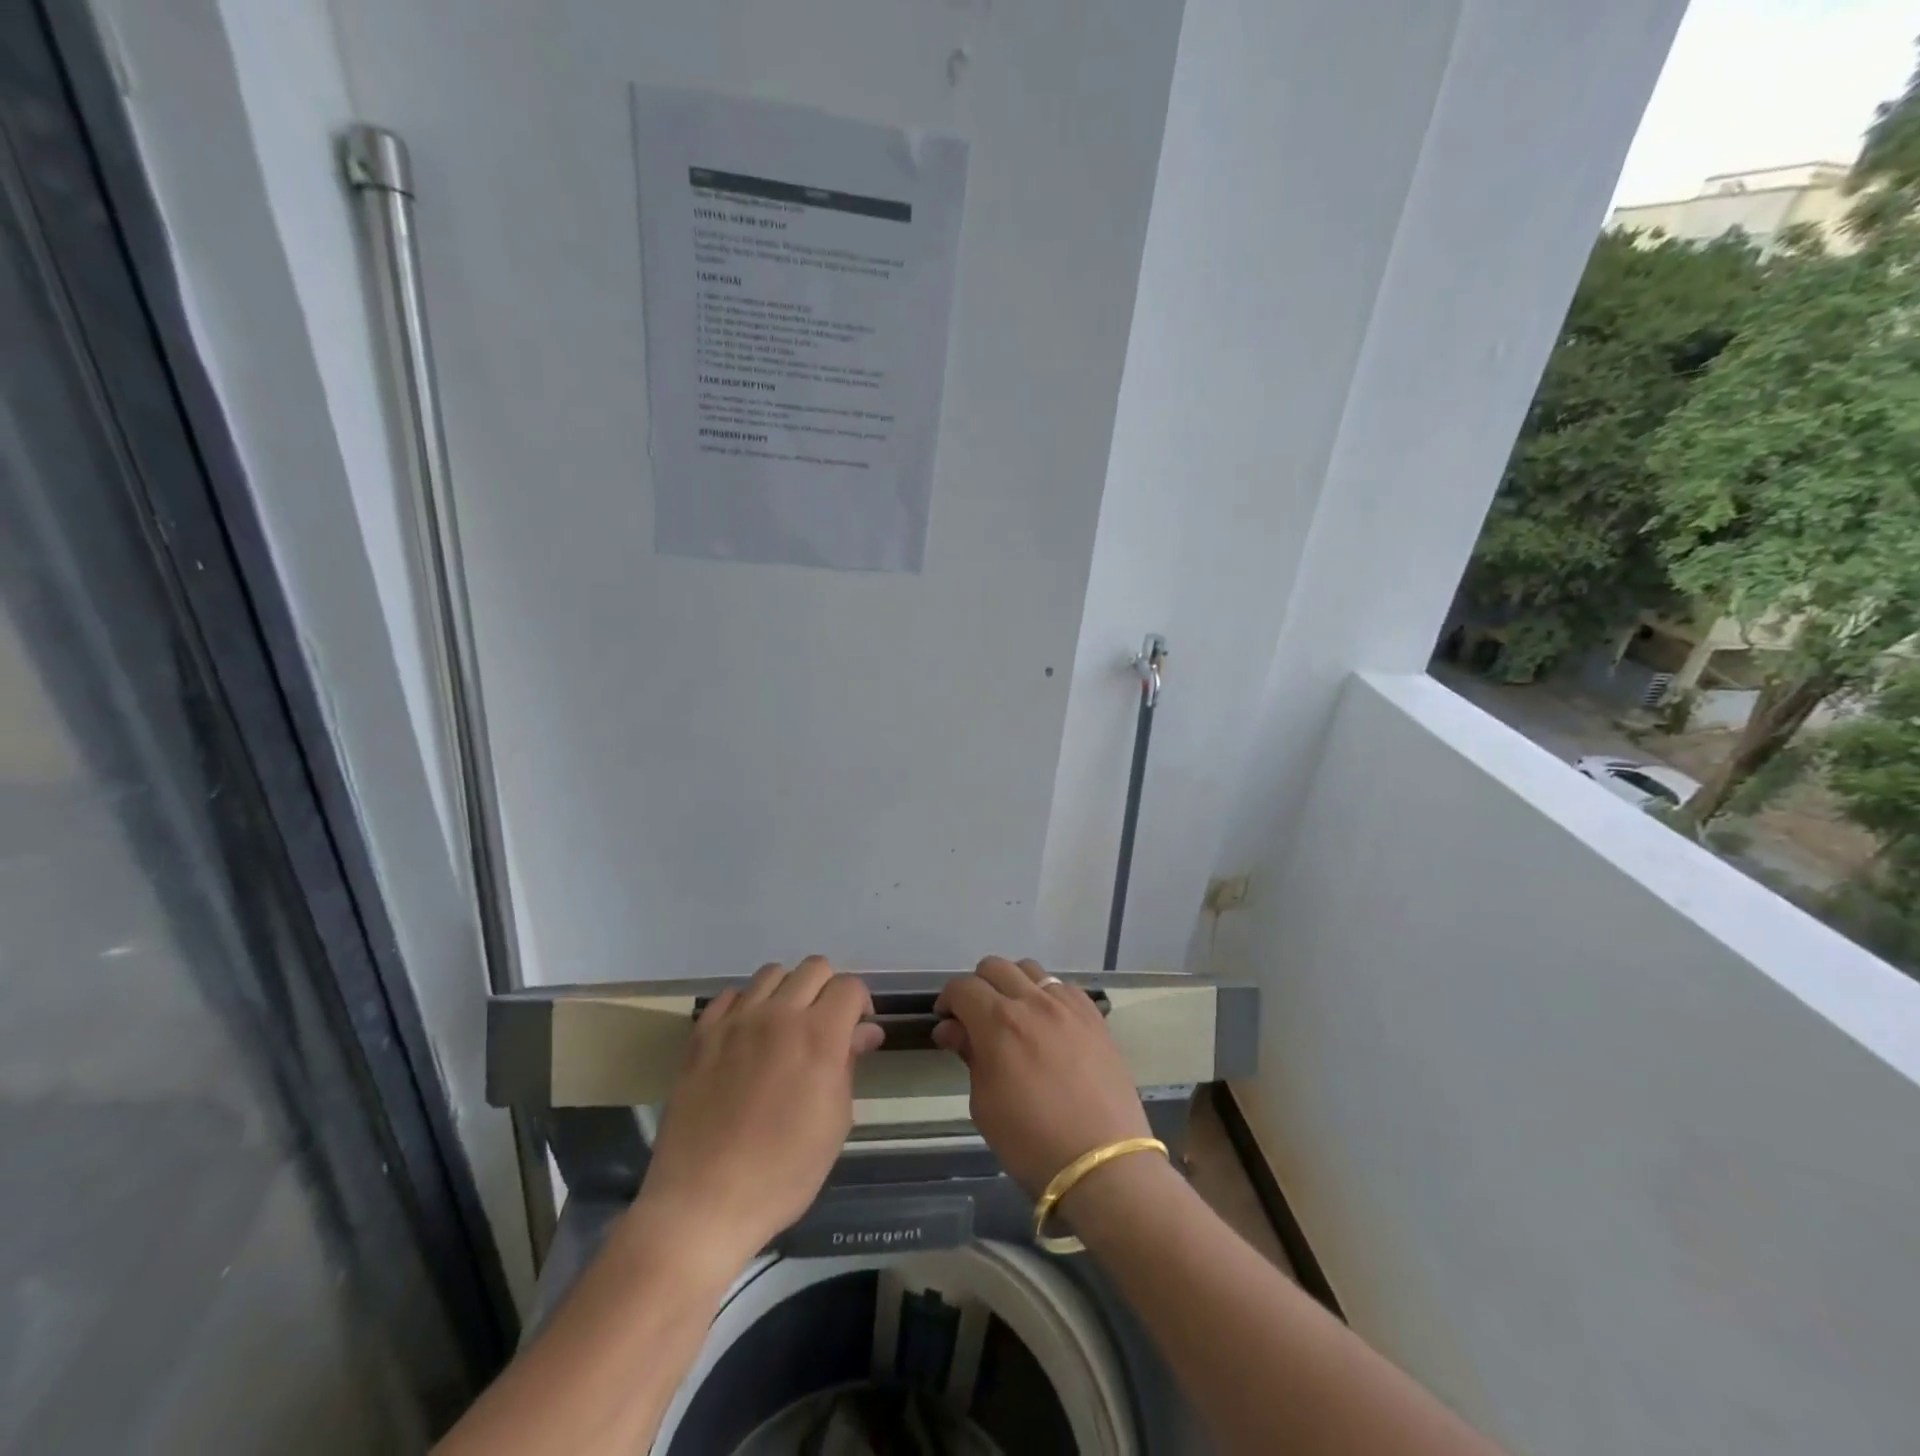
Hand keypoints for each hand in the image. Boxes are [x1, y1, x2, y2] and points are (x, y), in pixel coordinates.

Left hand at [633, 958, 884, 1270]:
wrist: (703, 1202)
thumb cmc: (782, 1172)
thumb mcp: (834, 1123)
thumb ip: (849, 1065)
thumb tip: (865, 1032)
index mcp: (819, 1036)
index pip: (850, 986)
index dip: (860, 1003)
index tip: (857, 1028)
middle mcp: (779, 1015)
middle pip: (814, 967)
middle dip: (828, 989)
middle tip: (824, 1026)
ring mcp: (736, 1021)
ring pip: (771, 973)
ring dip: (787, 992)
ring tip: (784, 1027)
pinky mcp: (702, 1035)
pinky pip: (731, 996)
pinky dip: (746, 1005)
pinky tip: (747, 1036)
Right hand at [933, 957, 1149, 1198]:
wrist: (1102, 1163)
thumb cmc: (1032, 1142)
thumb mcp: (984, 1105)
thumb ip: (969, 1056)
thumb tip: (952, 1029)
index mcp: (998, 1022)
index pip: (963, 987)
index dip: (948, 1000)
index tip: (946, 1022)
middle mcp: (1032, 1001)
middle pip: (995, 967)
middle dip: (977, 986)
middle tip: (976, 1018)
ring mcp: (1067, 1005)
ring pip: (1030, 969)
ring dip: (1012, 984)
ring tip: (1013, 1016)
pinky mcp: (1094, 1015)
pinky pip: (1062, 987)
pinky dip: (1046, 995)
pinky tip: (1048, 1023)